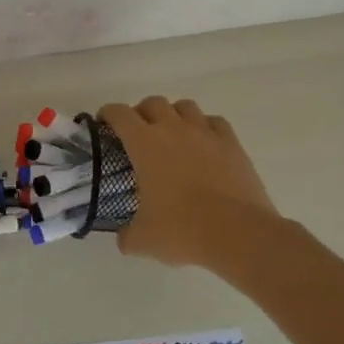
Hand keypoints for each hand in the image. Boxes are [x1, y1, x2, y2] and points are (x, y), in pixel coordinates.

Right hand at [98, 97, 279, 270]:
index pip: (119, 114)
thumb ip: (126, 235)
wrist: (239, 234)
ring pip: (185, 106)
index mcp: (145, 144)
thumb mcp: (143, 241)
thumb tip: (124, 236)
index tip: (104, 124)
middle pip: (153, 102)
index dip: (108, 114)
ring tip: (172, 136)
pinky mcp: (232, 143)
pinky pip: (214, 122)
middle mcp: (174, 129)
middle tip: (138, 134)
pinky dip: (204, 127)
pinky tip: (203, 145)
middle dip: (141, 113)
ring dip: (173, 115)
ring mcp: (206, 133)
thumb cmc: (183, 231)